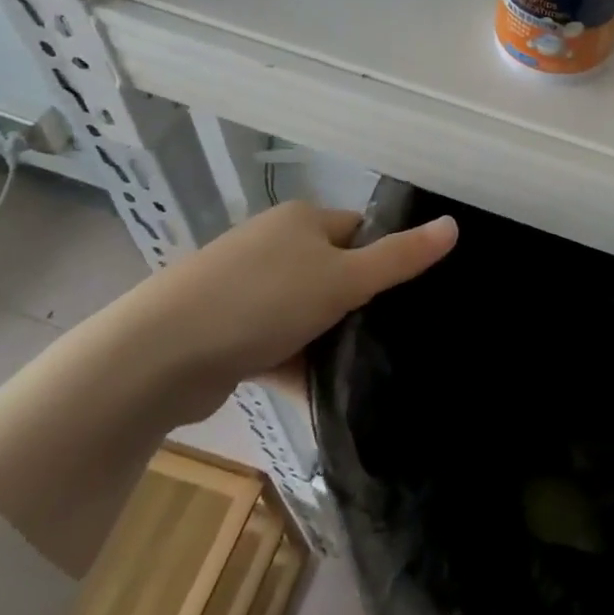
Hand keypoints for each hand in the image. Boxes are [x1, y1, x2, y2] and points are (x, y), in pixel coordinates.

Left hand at [115, 200, 458, 423]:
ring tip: (363, 371)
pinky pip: (277, 342)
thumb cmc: (262, 300)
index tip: (408, 296)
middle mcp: (274, 245)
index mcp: (302, 220)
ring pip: (306, 311)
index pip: (360, 229)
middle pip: (335, 270)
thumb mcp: (344, 278)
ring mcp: (246, 288)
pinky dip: (297, 363)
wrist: (159, 355)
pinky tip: (320, 394)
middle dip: (358, 304)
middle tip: (389, 337)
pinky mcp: (226, 330)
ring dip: (327, 339)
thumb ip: (401, 256)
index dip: (386, 257)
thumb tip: (454, 224)